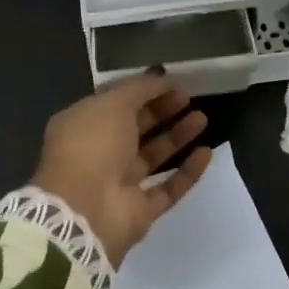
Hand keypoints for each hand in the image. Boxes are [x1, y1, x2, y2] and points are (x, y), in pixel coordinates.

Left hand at [30, 71, 212, 266]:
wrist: (84, 211)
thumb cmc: (92, 146)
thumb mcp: (112, 103)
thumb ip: (139, 88)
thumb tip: (161, 77)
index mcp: (82, 126)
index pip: (115, 103)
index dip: (143, 91)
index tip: (170, 82)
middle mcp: (99, 154)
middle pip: (135, 128)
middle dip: (161, 111)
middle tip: (188, 97)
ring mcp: (120, 184)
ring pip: (153, 156)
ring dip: (177, 136)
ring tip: (202, 118)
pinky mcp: (140, 210)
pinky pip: (168, 187)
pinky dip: (187, 171)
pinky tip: (207, 152)